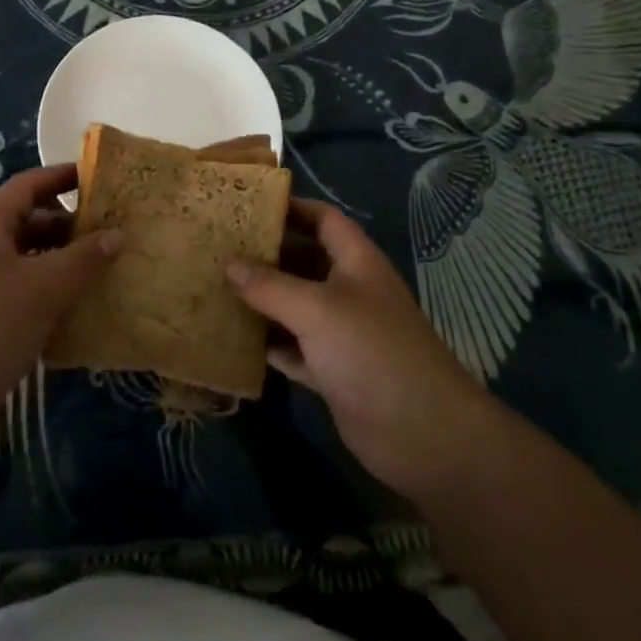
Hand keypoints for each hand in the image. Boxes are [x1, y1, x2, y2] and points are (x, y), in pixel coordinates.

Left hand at [0, 163, 118, 462]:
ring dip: (63, 265)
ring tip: (105, 273)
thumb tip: (116, 234)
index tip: (99, 179)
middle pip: (29, 223)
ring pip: (28, 263)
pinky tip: (80, 313)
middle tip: (112, 234)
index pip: (28, 186)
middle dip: (70, 226)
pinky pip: (23, 297)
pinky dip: (50, 298)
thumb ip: (83, 259)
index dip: (62, 177)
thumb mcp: (42, 289)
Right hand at [227, 199, 489, 501]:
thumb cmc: (370, 350)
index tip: (248, 206)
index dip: (291, 208)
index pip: (323, 219)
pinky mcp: (334, 371)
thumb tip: (228, 263)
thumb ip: (269, 285)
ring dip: (263, 301)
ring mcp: (342, 333)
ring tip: (217, 288)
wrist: (423, 434)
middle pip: (304, 261)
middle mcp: (349, 290)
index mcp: (356, 261)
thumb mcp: (315, 309)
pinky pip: (294, 348)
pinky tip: (235, 340)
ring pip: (295, 306)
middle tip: (220, 248)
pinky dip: (270, 344)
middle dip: (266, 255)